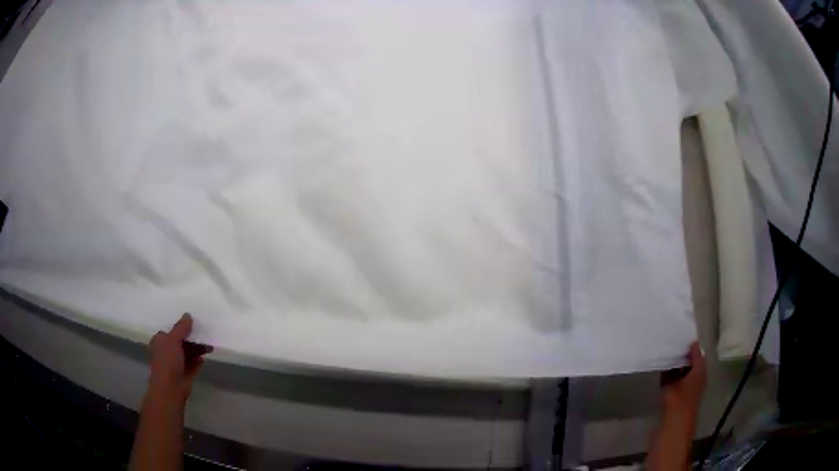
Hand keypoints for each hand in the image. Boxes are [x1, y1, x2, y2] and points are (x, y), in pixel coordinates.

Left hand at [148, 313, 212, 402]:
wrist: (170, 387)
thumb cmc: (167, 360)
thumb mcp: (173, 339)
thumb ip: (181, 327)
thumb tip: (188, 314)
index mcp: (160, 340)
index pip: (171, 330)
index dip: (181, 326)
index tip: (193, 322)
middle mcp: (167, 351)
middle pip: (181, 341)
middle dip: (192, 338)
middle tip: (204, 333)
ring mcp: (176, 363)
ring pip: (188, 352)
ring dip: (197, 349)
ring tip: (209, 346)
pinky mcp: (185, 373)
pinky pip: (193, 364)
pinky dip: (199, 360)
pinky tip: (205, 356)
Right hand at [661, 341, 706, 416]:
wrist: (676, 415)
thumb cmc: (688, 392)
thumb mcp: (696, 370)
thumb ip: (695, 355)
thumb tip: (695, 341)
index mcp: (700, 371)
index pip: (697, 355)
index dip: (692, 347)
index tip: (684, 336)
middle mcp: (691, 377)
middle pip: (687, 361)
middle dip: (682, 353)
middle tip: (674, 341)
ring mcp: (680, 383)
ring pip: (678, 368)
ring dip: (674, 361)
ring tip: (667, 350)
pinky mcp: (670, 389)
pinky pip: (669, 374)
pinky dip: (666, 369)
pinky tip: (661, 362)